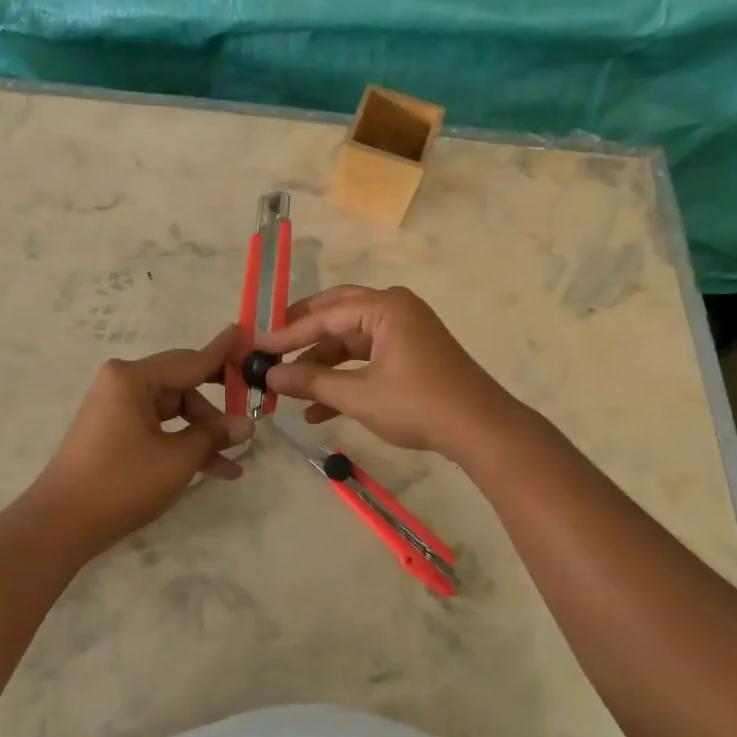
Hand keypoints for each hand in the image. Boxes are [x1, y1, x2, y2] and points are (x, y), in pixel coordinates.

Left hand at [29, 326, 253, 560]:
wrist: (59, 525)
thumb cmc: (121, 483)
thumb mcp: (177, 459)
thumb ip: (213, 435)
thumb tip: (246, 425)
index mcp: (133, 377)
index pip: (190, 360)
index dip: (223, 352)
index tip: (247, 333)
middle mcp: (123, 383)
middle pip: (182, 384)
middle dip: (217, 405)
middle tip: (252, 407)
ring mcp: (117, 407)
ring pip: (173, 409)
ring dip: (202, 433)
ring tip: (234, 460)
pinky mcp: (114, 430)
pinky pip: (158, 427)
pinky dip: (181, 443)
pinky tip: (214, 469)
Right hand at [255, 286, 519, 457]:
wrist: (481, 430)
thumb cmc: (418, 404)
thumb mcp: (359, 395)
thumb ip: (312, 382)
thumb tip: (271, 376)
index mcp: (385, 307)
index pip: (325, 315)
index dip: (287, 333)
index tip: (256, 346)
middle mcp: (394, 309)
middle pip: (336, 316)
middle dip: (302, 337)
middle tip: (269, 349)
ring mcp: (404, 331)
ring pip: (350, 340)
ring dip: (321, 364)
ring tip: (288, 388)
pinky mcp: (410, 354)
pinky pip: (367, 357)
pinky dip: (344, 377)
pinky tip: (317, 409)